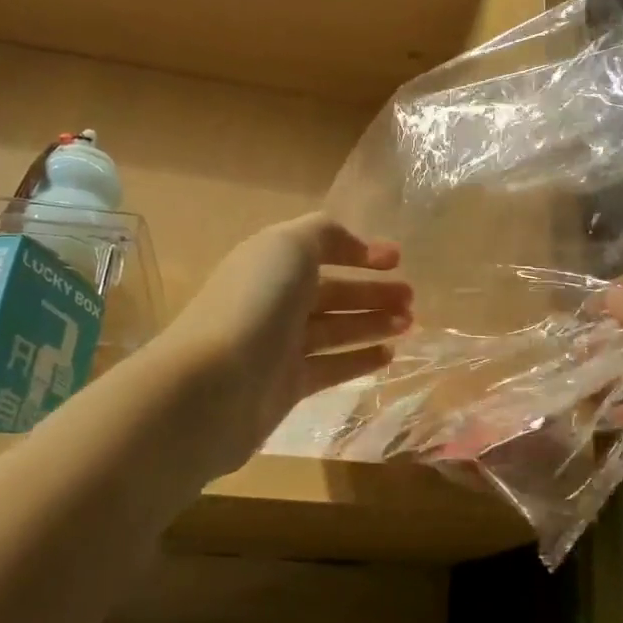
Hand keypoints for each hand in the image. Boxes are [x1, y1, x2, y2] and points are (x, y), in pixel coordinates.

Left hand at [162, 214, 410, 475]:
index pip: (320, 250)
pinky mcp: (288, 386)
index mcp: (271, 263)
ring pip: (336, 329)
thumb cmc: (255, 305)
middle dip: (373, 291)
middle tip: (411, 298)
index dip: (359, 251)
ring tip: (409, 324)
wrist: (212, 387)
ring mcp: (280, 346)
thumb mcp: (289, 246)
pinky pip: (332, 367)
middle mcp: (274, 302)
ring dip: (373, 323)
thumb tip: (355, 247)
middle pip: (332, 292)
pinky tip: (389, 355)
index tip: (398, 260)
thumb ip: (325, 234)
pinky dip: (360, 358)